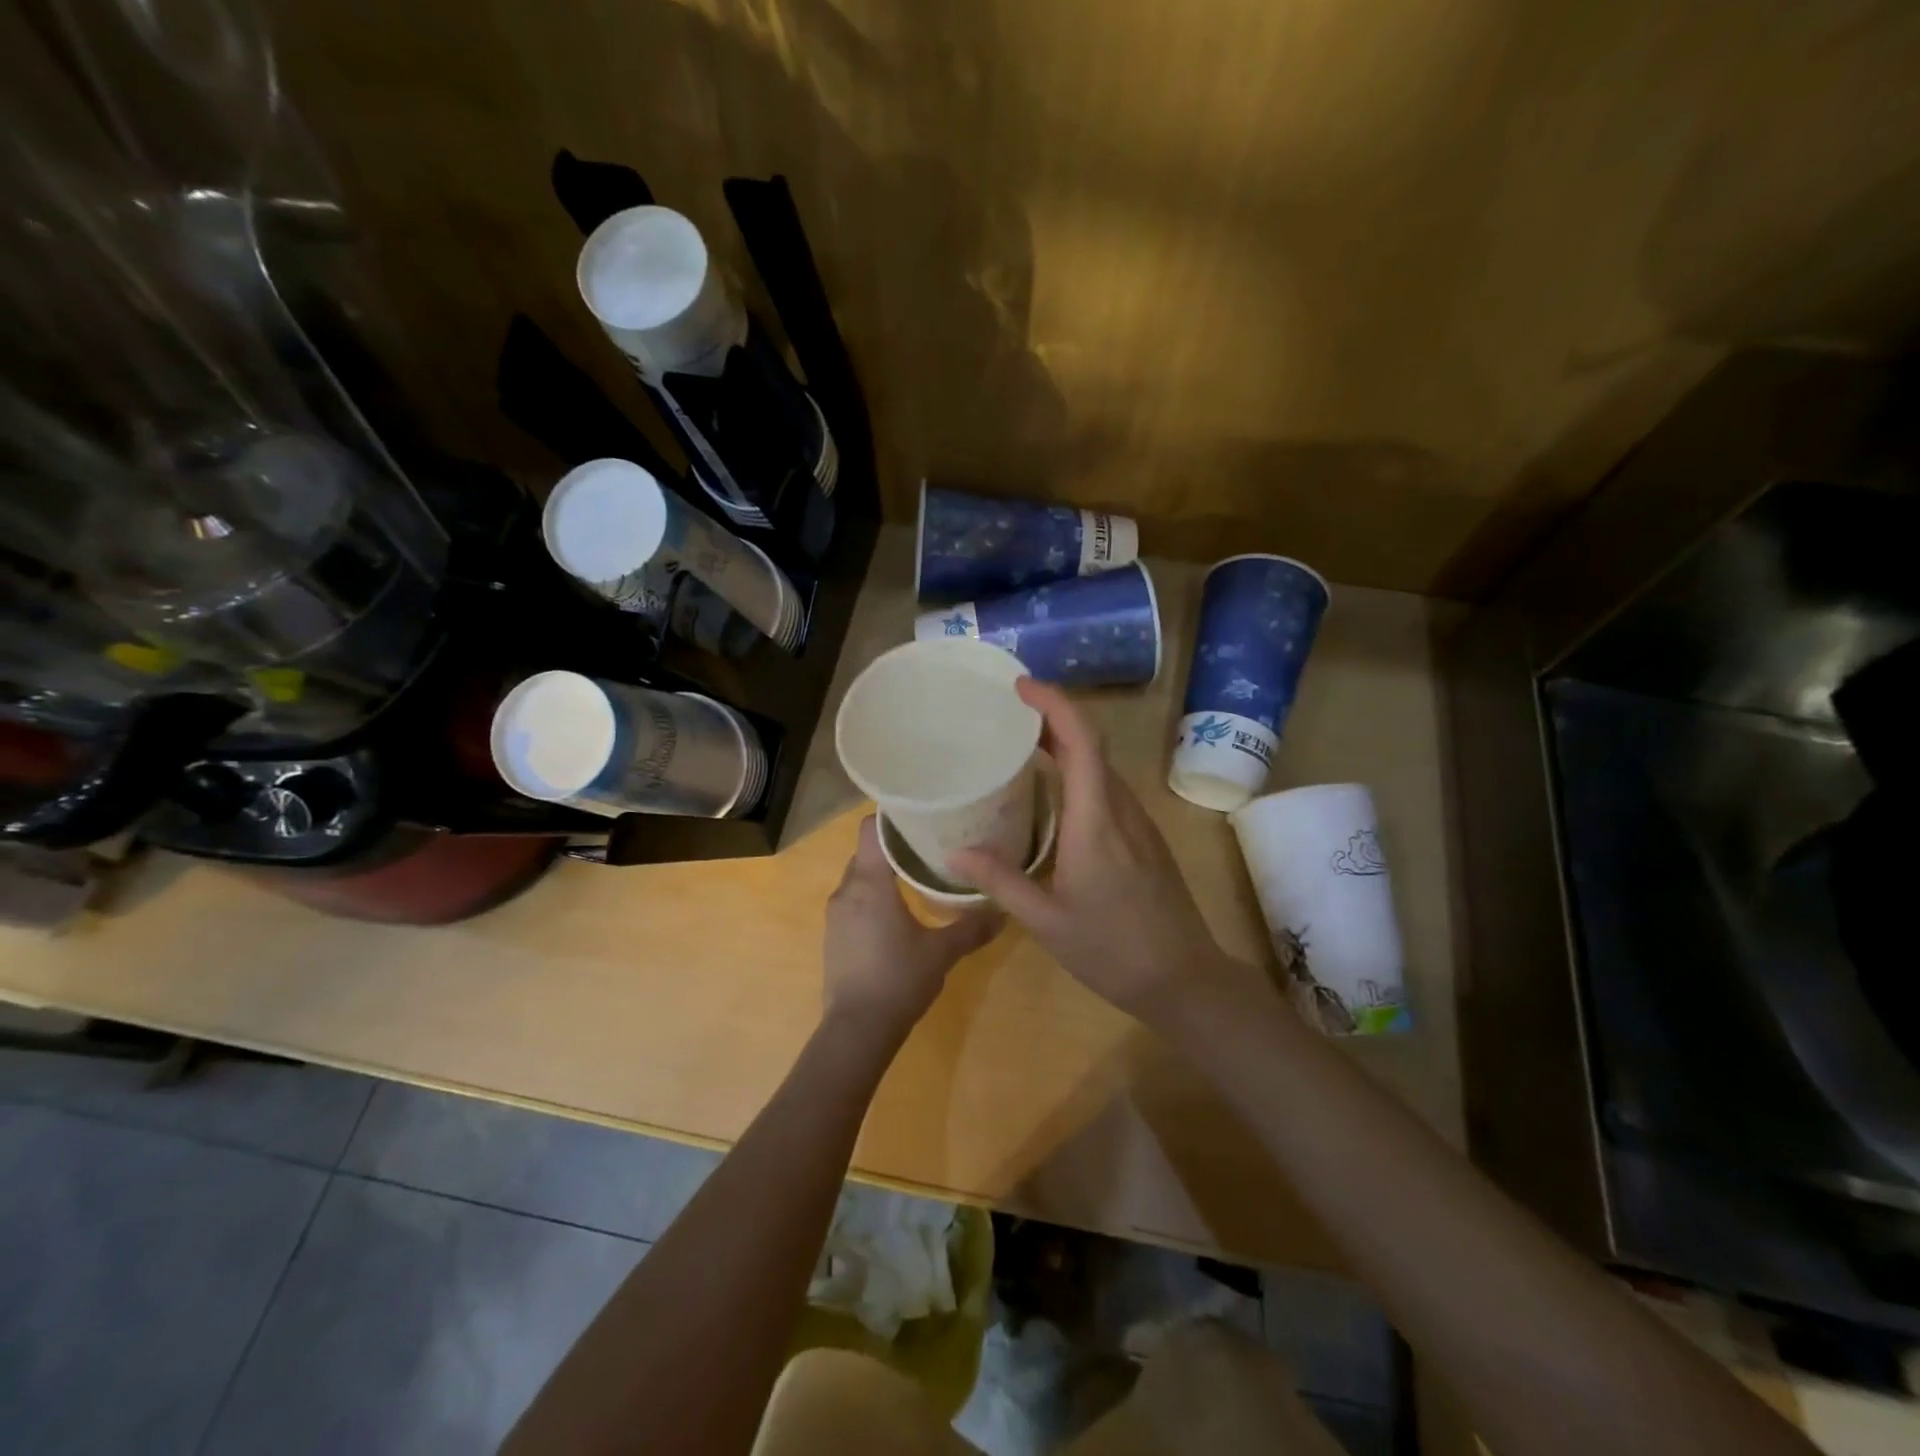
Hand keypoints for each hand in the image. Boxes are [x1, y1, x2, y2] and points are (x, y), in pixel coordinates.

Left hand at [822, 817, 1000, 1039]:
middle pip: (868, 851)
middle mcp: (846, 890)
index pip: (872, 829)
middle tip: (930, 847)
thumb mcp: (942, 952)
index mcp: (870, 882)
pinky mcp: (834, 935)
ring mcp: (836, 914)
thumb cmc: (899, 979)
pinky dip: (873, 897)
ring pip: (860, 877)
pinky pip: (854, 900)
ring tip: (917, 876)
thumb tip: (1003, 910)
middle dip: (895, 846)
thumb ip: (972, 927)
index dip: (893, 818)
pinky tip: (897, 913)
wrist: (856, 1030)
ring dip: (884, 873)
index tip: (921, 817)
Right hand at [948, 678, 1244, 1023]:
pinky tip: (1052, 794)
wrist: (1184, 980)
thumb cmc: (1113, 950)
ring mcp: (1138, 822)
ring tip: (1021, 746)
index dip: (1054, 704)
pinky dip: (1078, 772)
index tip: (1020, 687)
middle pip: (1092, 744)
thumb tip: (953, 853)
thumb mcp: (1046, 921)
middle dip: (1052, 717)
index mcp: (1096, 820)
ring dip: (1066, 744)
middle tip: (1006, 713)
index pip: (1082, 741)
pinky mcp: (1144, 837)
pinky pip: (1107, 788)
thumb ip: (1000, 881)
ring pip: (1101, 766)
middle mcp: (1121, 809)